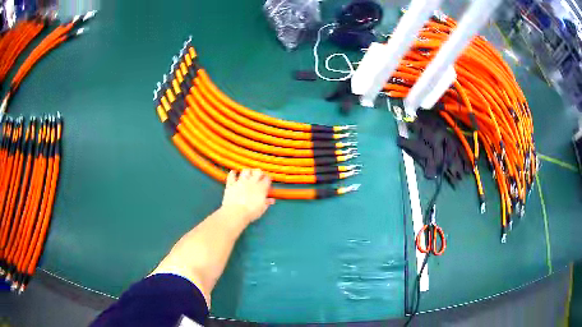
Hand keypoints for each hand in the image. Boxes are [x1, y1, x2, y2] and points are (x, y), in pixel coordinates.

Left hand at [221, 169, 274, 223]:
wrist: (235, 213)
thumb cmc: (251, 212)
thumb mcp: (262, 209)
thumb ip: (267, 202)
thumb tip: (272, 200)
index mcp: (261, 188)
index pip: (267, 179)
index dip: (268, 179)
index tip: (267, 181)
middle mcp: (252, 182)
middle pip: (257, 171)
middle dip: (259, 173)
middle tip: (258, 176)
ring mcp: (241, 182)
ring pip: (245, 171)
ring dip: (247, 172)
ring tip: (247, 174)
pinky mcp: (231, 184)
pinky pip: (231, 175)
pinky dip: (233, 173)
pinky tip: (234, 173)